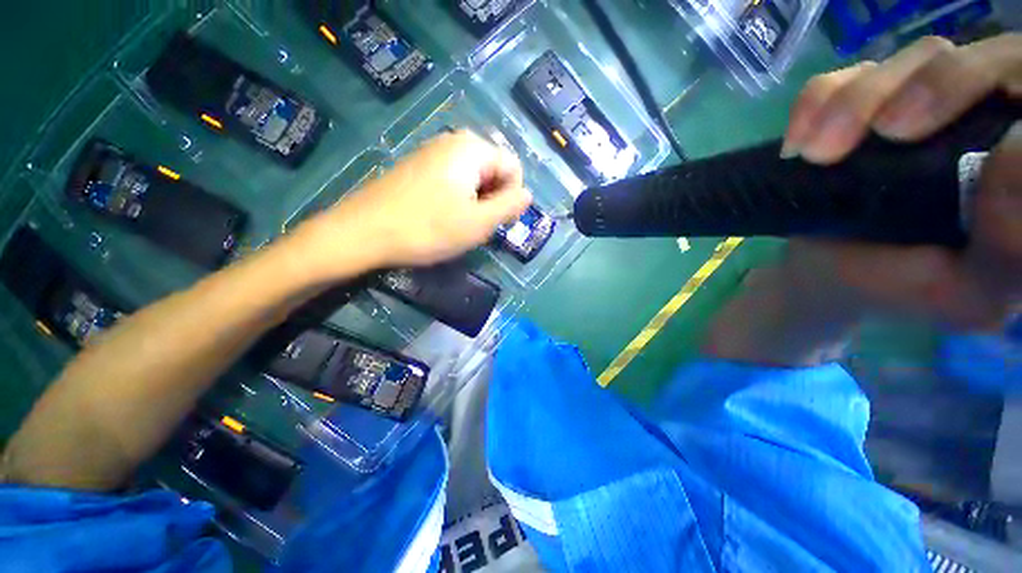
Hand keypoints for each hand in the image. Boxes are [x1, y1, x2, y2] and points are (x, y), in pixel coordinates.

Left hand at [304, 129, 530, 270]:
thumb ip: (509, 206)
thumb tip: (528, 195)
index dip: (510, 198)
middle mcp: (453, 142)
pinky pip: (452, 181)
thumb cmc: (427, 229)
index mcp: (472, 149)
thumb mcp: (478, 223)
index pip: (513, 168)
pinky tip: (440, 217)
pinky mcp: (417, 167)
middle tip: (474, 226)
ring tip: (456, 224)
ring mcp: (432, 153)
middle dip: (491, 200)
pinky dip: (456, 200)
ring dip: (474, 203)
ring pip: (473, 179)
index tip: (493, 222)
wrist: (363, 233)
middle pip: (493, 171)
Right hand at [779, 34, 1021, 329]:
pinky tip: (797, 142)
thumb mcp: (965, 291)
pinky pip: (845, 76)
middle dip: (933, 85)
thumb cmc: (901, 288)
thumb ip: (1006, 250)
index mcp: (1018, 164)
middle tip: (882, 133)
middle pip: (982, 60)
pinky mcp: (867, 103)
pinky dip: (817, 101)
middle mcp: (985, 117)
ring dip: (858, 101)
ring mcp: (922, 102)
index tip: (953, 136)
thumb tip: (1017, 157)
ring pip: (914, 61)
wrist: (829, 273)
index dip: (1000, 88)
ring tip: (815, 154)